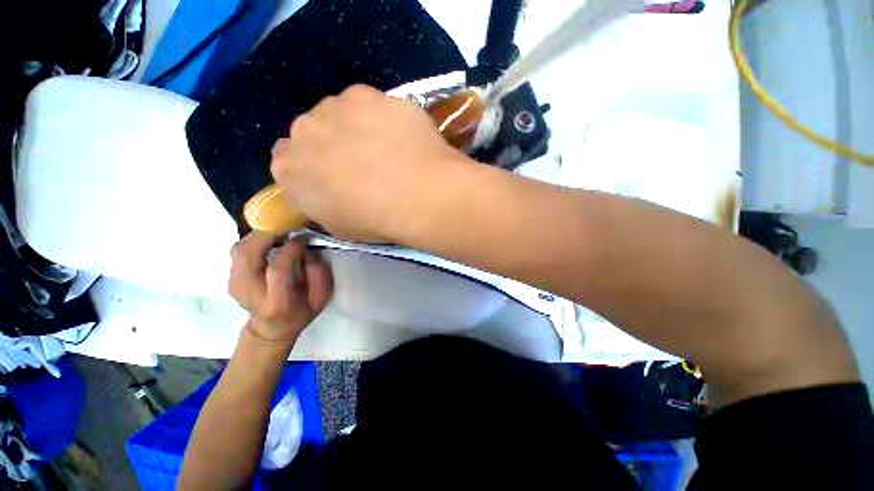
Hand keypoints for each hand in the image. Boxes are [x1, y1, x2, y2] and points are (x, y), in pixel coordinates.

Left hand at [229, 232, 332, 344]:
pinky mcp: (230, 278)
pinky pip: (238, 250)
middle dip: (268, 234)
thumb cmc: (301, 312)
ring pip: (239, 249)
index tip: (303, 238)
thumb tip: (306, 249)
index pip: (277, 269)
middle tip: (288, 225)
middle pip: (248, 255)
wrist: (270, 328)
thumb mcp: (321, 298)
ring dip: (260, 234)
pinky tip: (269, 240)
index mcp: (277, 302)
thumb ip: (319, 273)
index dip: (291, 249)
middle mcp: (250, 293)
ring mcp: (235, 285)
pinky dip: (254, 240)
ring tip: (279, 230)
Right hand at [270, 84, 469, 242]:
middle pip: (311, 134)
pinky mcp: (364, 94)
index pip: (287, 162)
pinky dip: (377, 116)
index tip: (332, 176)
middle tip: (362, 162)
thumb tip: (329, 190)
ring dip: (353, 126)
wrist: (417, 194)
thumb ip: (323, 203)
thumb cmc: (378, 220)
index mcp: (290, 173)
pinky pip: (365, 103)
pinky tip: (397, 134)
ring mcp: (333, 108)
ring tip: (385, 147)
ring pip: (337, 114)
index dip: (312, 168)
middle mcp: (303, 134)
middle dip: (330, 145)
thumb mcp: (341, 226)